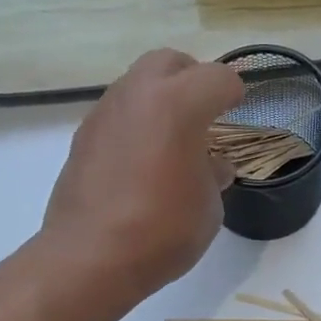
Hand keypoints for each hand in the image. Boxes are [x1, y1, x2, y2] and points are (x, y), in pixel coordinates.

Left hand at [41, 49, 244, 308]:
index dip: (234, 93)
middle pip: (170, 62)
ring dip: (158, 101)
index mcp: (178, 104)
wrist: (91, 258)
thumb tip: (211, 165)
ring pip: (137, 85)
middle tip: (204, 112)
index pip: (218, 79)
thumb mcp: (207, 209)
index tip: (238, 107)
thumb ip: (213, 176)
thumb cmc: (162, 232)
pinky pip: (116, 116)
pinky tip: (140, 162)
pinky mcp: (82, 138)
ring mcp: (104, 113)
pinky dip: (134, 126)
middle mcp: (137, 95)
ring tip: (171, 140)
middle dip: (192, 79)